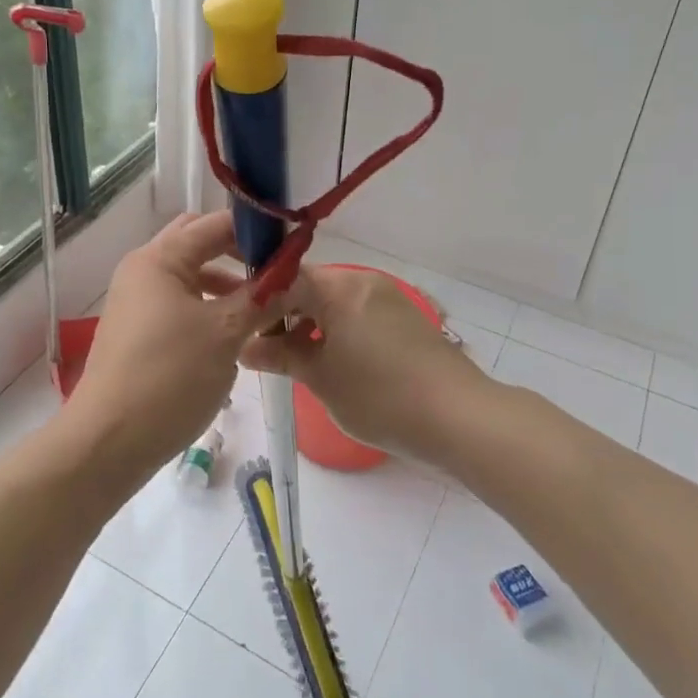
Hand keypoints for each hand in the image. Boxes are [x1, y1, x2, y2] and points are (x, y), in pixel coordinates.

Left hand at [69, 212, 282, 478]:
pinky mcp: (140, 332)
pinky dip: (210, 308)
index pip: (214, 224)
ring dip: (227, 283)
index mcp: (159, 259)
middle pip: (198, 245)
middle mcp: (144, 271)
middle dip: (239, 253)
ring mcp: (139, 302)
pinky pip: (182, 305)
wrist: (110, 442)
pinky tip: (236, 332)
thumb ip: (262, 299)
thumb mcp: (225, 334)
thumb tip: (294, 277)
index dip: (255, 229)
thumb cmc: (169, 377)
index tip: (294, 245)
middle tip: (278, 271)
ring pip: (191, 277)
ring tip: (265, 304)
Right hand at [241, 264, 489, 462]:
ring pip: (333, 302)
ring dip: (309, 324)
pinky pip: (357, 314)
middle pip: (309, 287)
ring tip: (294, 360)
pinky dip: (336, 330)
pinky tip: (330, 362)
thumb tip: (247, 347)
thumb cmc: (379, 395)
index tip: (239, 329)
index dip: (257, 303)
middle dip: (282, 314)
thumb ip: (281, 356)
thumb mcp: (320, 378)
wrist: (458, 417)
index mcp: (338, 288)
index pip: (283, 280)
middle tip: (262, 348)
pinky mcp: (405, 319)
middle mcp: (363, 282)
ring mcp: (387, 298)